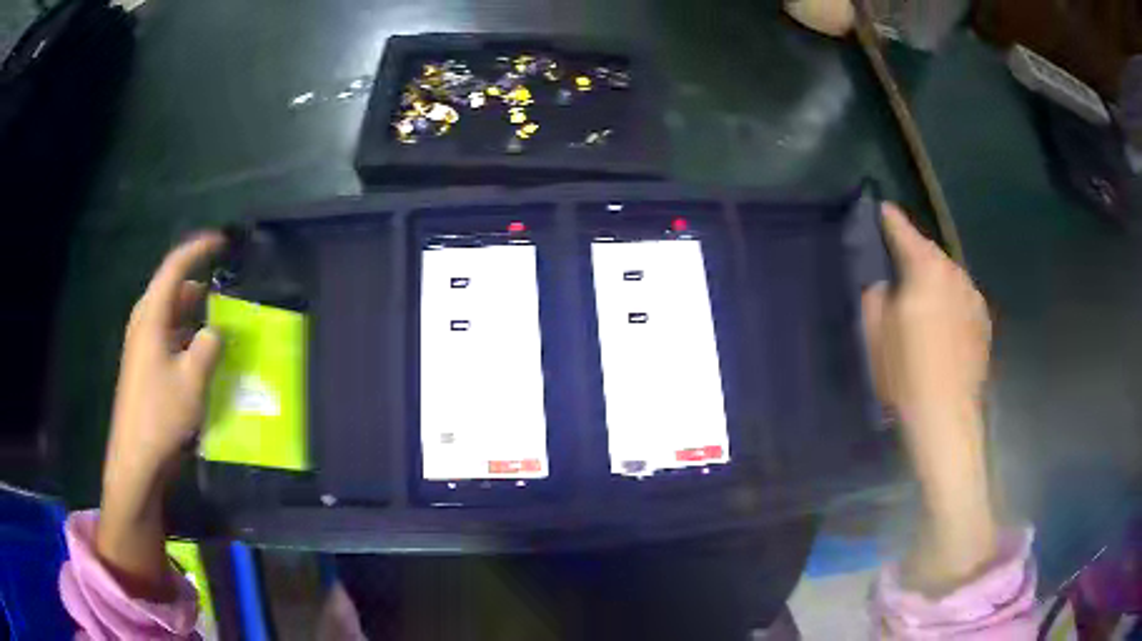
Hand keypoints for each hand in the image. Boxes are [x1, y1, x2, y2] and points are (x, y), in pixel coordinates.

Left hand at [98, 232, 224, 598]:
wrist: (135, 460)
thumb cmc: (160, 415)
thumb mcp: (193, 381)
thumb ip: (209, 347)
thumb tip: (216, 331)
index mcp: (151, 316)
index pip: (174, 267)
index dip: (198, 249)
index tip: (222, 242)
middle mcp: (143, 324)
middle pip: (170, 289)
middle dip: (197, 283)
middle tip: (225, 289)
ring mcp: (141, 346)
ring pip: (169, 315)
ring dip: (193, 313)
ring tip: (218, 322)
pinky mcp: (144, 366)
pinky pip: (167, 336)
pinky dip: (185, 335)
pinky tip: (201, 354)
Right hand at [861, 204, 996, 595]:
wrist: (947, 418)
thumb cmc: (906, 375)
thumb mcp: (876, 334)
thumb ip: (876, 296)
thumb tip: (886, 283)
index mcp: (926, 269)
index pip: (904, 231)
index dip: (889, 219)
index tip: (880, 209)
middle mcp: (955, 274)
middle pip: (929, 253)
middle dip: (913, 255)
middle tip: (898, 268)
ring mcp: (973, 297)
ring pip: (948, 276)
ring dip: (933, 280)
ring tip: (921, 302)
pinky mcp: (983, 322)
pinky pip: (961, 299)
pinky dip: (950, 301)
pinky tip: (942, 327)